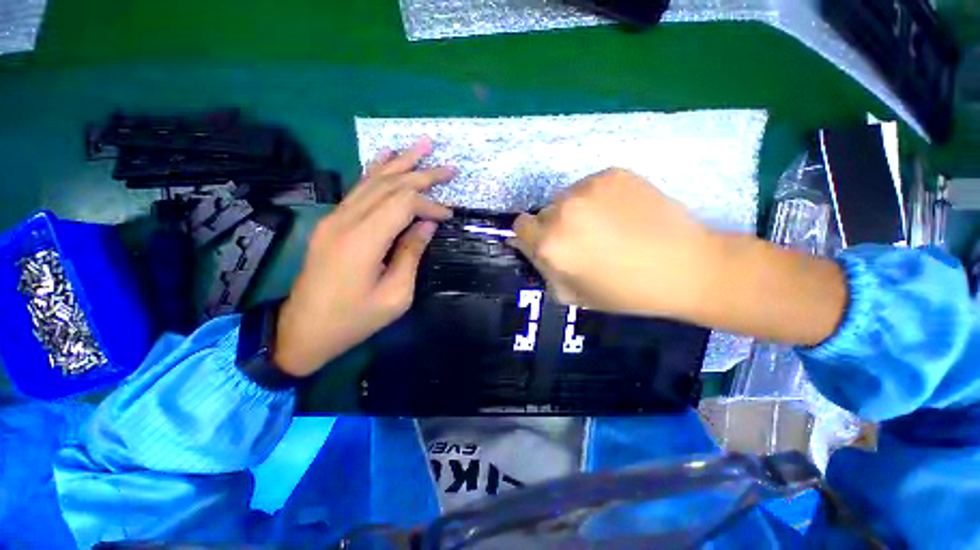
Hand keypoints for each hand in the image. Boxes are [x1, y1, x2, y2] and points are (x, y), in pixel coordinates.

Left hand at [274, 138, 453, 375]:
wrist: (305, 330)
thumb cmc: (355, 319)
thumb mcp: (395, 295)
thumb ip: (411, 253)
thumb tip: (427, 224)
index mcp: (362, 241)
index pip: (403, 204)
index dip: (429, 204)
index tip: (449, 215)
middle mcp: (346, 220)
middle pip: (390, 185)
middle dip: (422, 175)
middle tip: (450, 167)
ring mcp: (335, 218)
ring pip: (373, 180)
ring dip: (401, 162)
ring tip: (423, 145)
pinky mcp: (332, 222)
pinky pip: (357, 188)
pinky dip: (375, 170)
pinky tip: (386, 156)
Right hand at [511, 168, 719, 318]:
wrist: (685, 267)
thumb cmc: (624, 291)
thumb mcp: (572, 295)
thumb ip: (543, 270)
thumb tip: (529, 247)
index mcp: (550, 244)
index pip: (520, 226)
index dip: (532, 236)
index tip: (549, 243)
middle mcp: (562, 211)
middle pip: (544, 212)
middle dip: (555, 226)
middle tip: (583, 240)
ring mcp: (588, 188)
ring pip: (567, 197)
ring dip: (577, 211)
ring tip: (607, 226)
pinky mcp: (613, 173)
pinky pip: (591, 185)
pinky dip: (599, 198)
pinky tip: (622, 213)